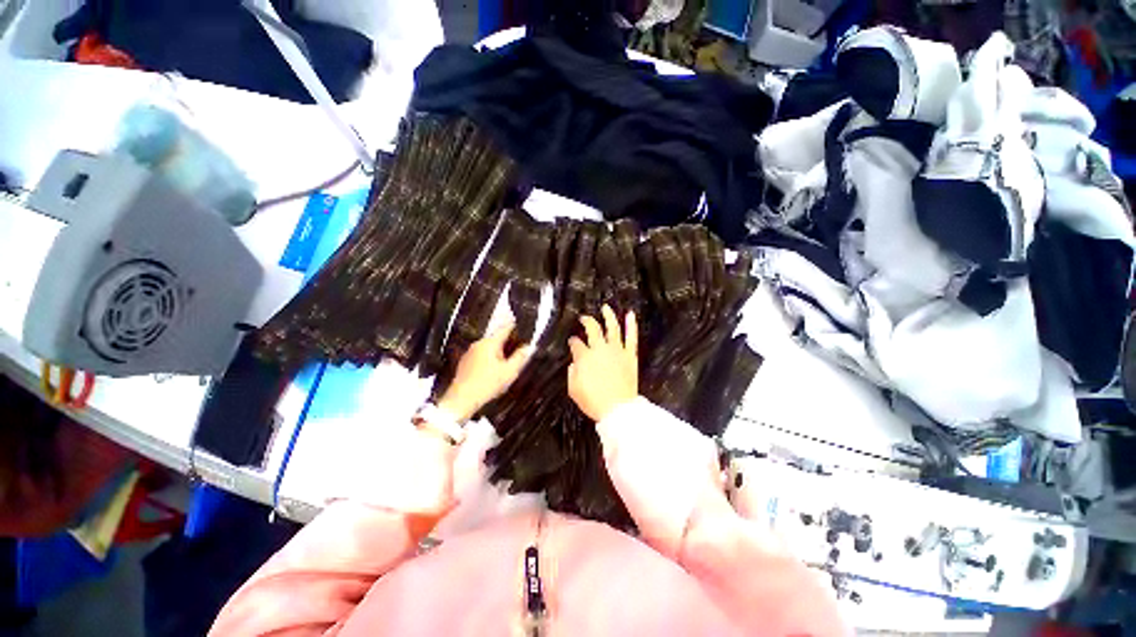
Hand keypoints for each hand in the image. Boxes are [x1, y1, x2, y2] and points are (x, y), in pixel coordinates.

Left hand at [437, 323, 532, 421]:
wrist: (462, 400)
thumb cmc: (486, 385)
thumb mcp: (510, 371)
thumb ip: (520, 357)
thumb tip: (528, 347)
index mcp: (489, 343)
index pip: (504, 329)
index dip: (514, 326)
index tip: (519, 324)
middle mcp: (478, 345)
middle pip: (496, 339)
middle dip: (506, 344)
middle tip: (516, 352)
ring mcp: (469, 354)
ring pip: (488, 349)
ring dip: (497, 354)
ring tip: (504, 366)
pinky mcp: (465, 364)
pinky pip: (480, 357)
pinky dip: (488, 361)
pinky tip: (492, 373)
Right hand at [568, 305, 638, 421]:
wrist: (618, 409)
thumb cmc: (593, 401)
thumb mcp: (574, 390)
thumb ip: (572, 373)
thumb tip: (574, 364)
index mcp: (585, 357)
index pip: (576, 344)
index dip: (573, 341)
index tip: (572, 341)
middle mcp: (600, 349)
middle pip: (592, 329)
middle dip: (587, 322)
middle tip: (583, 318)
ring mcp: (616, 350)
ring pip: (612, 328)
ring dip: (608, 316)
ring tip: (605, 307)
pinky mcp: (630, 355)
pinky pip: (631, 337)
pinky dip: (631, 325)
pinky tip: (630, 314)